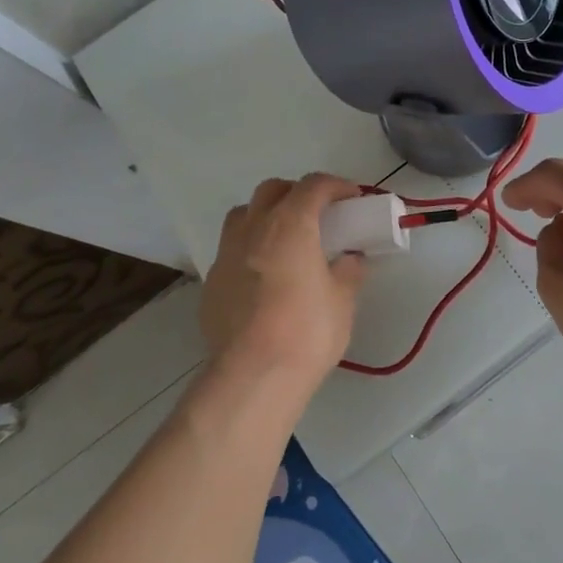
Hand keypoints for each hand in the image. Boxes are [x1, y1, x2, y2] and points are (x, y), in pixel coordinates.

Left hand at [201, 173, 366, 390]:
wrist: (253, 377)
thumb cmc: (306, 332)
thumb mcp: (342, 301)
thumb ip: (348, 271)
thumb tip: (350, 259)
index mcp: (290, 224)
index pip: (314, 186)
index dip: (336, 186)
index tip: (352, 198)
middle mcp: (254, 228)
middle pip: (273, 190)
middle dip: (297, 193)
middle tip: (318, 215)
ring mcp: (226, 254)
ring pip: (244, 215)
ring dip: (267, 216)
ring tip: (286, 240)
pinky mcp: (211, 283)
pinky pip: (232, 250)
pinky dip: (251, 250)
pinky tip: (264, 278)